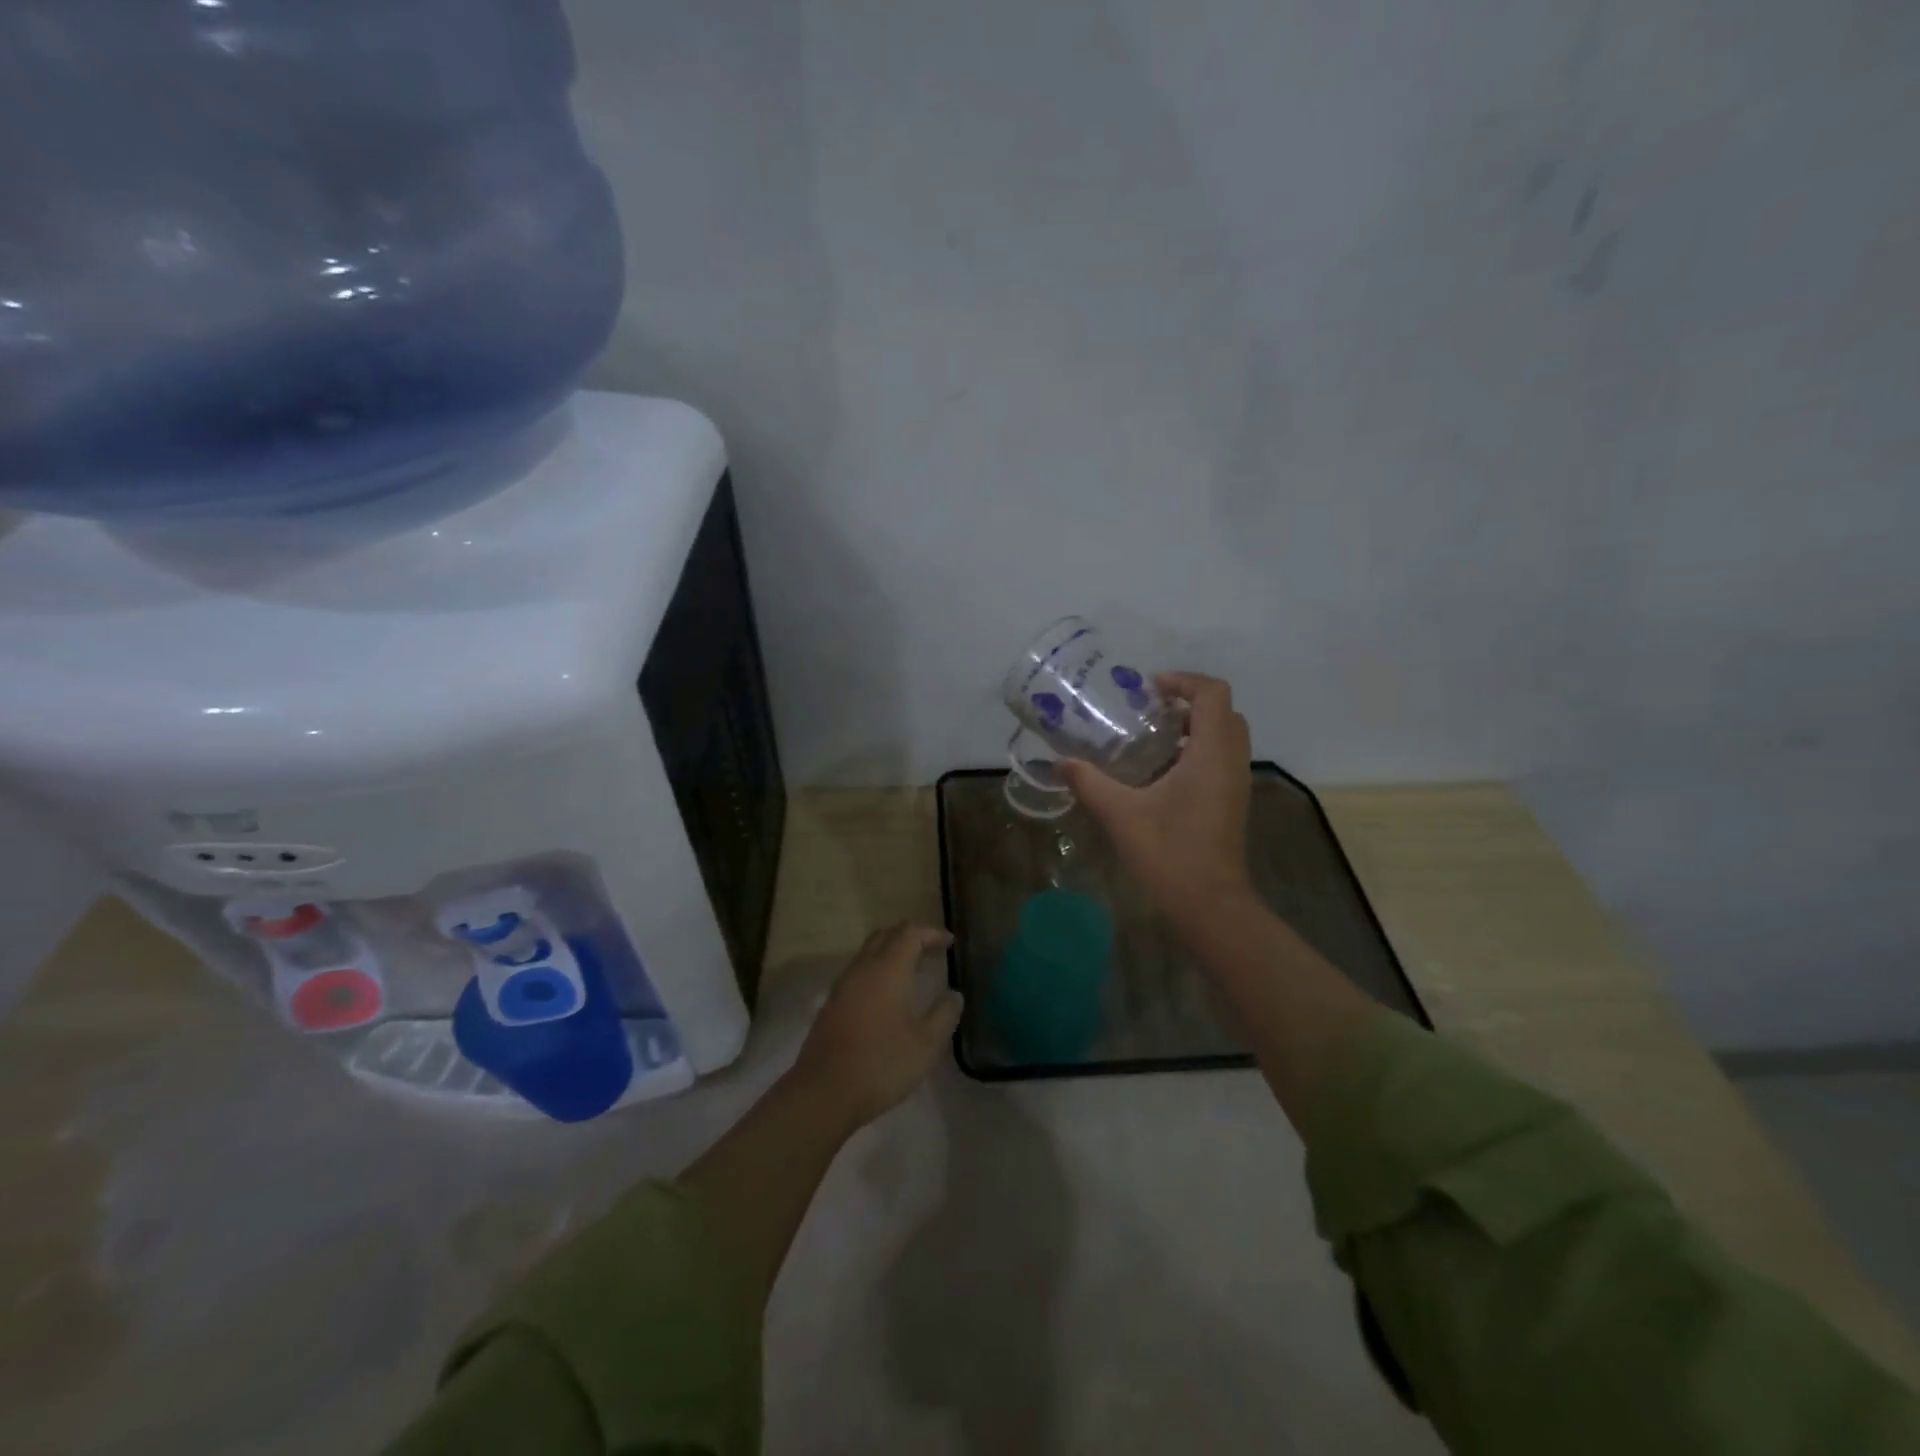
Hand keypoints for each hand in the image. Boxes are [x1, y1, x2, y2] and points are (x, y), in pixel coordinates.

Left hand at [790, 924, 961, 1129]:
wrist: (824, 1092)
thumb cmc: (882, 1063)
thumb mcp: (926, 1044)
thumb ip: (944, 1014)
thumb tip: (954, 994)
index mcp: (888, 969)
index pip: (909, 933)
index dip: (931, 933)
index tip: (949, 943)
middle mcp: (862, 968)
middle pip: (885, 936)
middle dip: (910, 938)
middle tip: (931, 952)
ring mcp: (842, 986)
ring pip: (868, 954)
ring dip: (891, 954)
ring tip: (912, 972)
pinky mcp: (831, 1005)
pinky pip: (858, 974)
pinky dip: (876, 973)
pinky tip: (887, 997)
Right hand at [1058, 671, 1255, 922]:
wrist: (1208, 904)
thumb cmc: (1168, 853)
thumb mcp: (1120, 814)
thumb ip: (1088, 782)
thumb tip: (1058, 764)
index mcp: (1211, 754)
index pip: (1212, 693)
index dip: (1183, 681)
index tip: (1148, 691)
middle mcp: (1231, 761)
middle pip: (1222, 711)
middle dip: (1188, 702)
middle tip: (1149, 711)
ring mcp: (1235, 783)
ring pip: (1224, 736)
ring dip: (1193, 727)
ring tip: (1150, 738)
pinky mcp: (1231, 802)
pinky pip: (1220, 759)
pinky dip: (1196, 751)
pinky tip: (1158, 773)